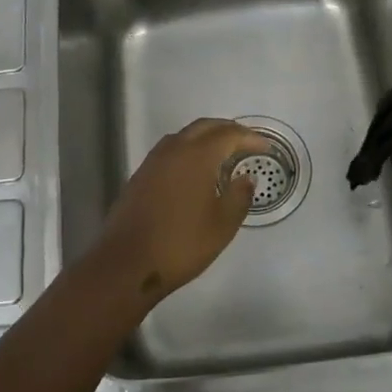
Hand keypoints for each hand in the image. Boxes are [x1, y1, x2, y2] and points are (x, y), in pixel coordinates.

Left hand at [88, 118, 270, 304]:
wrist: (127, 263)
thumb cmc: (181, 244)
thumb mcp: (222, 225)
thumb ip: (239, 196)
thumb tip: (246, 178)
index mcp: (197, 156)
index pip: (228, 135)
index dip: (249, 138)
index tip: (265, 148)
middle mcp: (173, 150)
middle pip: (204, 127)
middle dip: (227, 130)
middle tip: (246, 142)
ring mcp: (153, 162)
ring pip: (184, 136)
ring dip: (206, 137)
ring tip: (223, 153)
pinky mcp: (140, 176)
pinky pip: (170, 151)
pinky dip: (188, 150)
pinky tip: (195, 170)